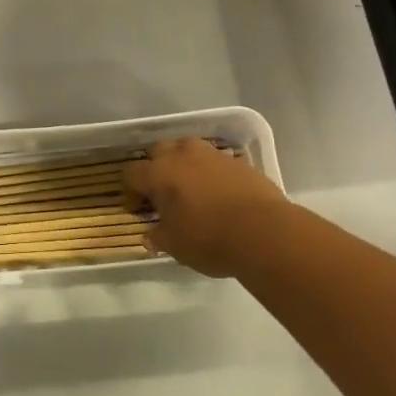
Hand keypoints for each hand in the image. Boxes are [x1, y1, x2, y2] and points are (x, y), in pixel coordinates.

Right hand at [124, 137, 288, 277]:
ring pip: (188, 149)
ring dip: (183, 164)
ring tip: (190, 189)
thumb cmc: (209, 239)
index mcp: (159, 173)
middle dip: (155, 169)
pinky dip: (210, 172)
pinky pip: (214, 161)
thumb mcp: (175, 245)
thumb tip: (150, 234)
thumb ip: (158, 236)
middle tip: (162, 194)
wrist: (264, 232)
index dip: (130, 191)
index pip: (132, 173)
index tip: (138, 210)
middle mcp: (182, 155)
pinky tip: (217, 193)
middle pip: (158, 151)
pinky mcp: (238, 161)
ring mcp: (212, 155)